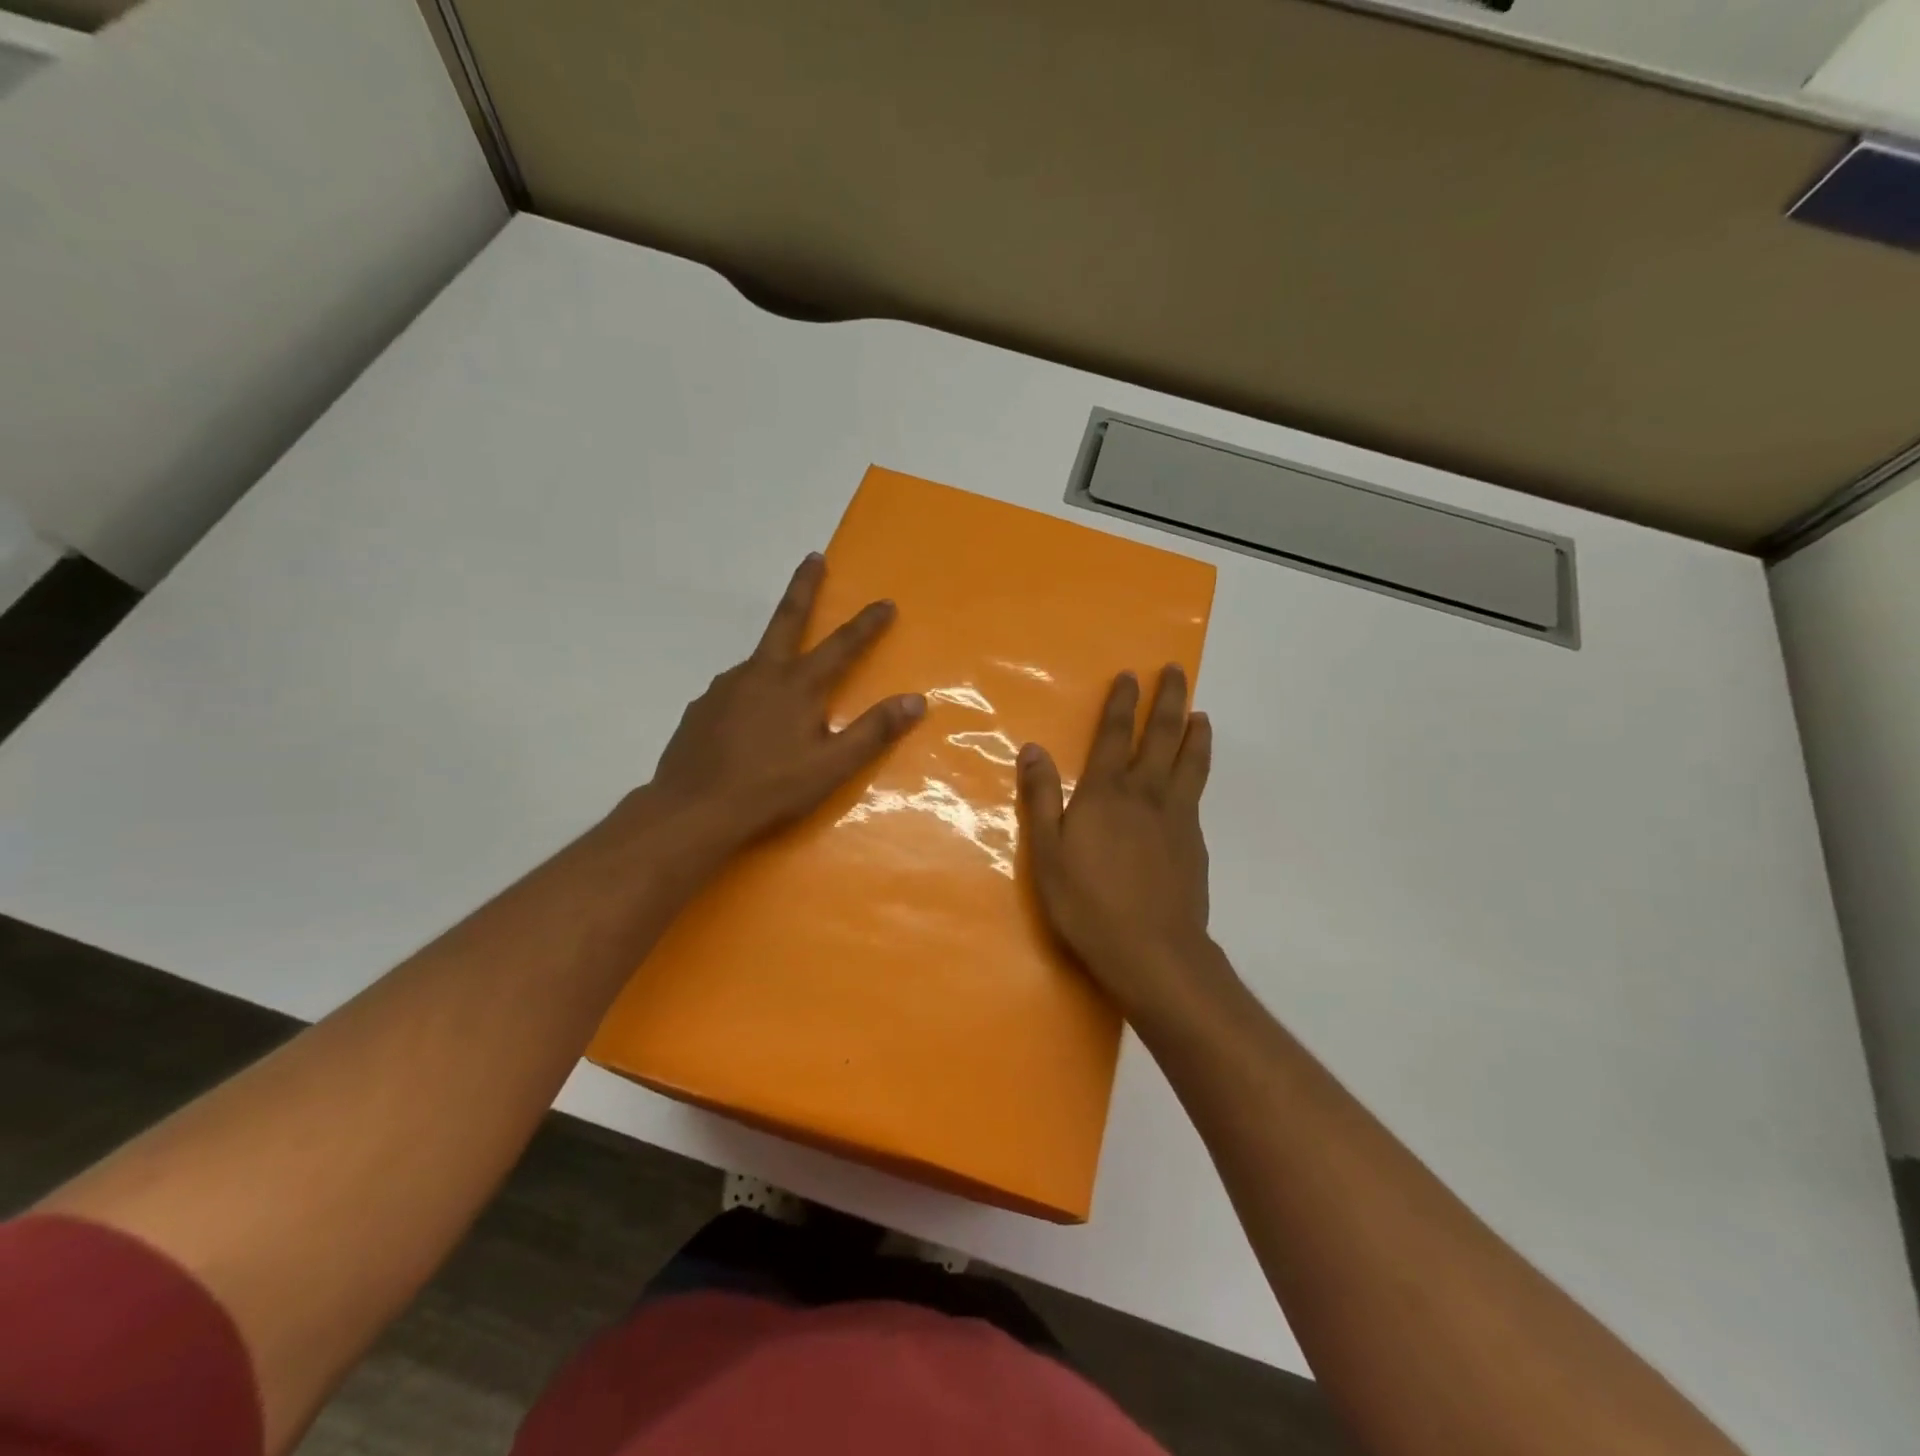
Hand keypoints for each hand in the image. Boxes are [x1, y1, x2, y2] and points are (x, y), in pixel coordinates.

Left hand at [636, 554, 925, 857]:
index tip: (885, 602)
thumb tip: (916, 701)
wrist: (693, 811)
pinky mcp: (701, 708)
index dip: (866, 624)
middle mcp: (760, 674)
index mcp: (798, 686)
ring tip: (785, 678)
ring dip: (776, 655)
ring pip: (758, 661)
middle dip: (804, 587)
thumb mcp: (832, 767)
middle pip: (787, 619)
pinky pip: (733, 690)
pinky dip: (749, 693)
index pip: (842, 645)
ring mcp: (724, 688)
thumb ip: (874, 731)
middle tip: (813, 558)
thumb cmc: (771, 789)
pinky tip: (748, 719)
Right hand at [1017, 666, 1214, 1014]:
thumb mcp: (1047, 852)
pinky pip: (1197, 794)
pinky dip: (1199, 773)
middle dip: (1168, 701)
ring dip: (1195, 733)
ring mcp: (1176, 818)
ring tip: (1201, 714)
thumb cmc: (1087, 903)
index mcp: (1105, 793)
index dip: (1121, 703)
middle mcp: (1145, 794)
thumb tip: (1033, 749)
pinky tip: (1196, 777)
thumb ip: (1041, 798)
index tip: (1131, 676)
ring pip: (1190, 763)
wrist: (1153, 951)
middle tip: (1178, 671)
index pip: (1113, 735)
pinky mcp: (1194, 843)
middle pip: (1161, 737)